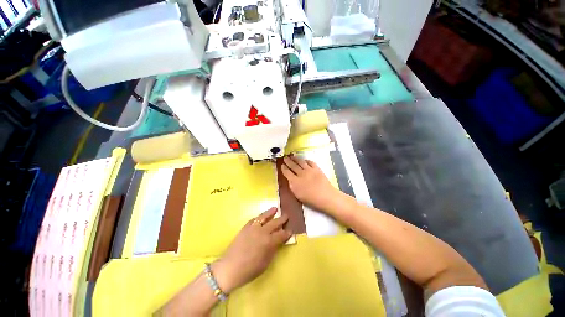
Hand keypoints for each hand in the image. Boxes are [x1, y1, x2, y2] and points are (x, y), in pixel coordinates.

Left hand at [212, 208, 291, 292]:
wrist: (229, 268)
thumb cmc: (249, 270)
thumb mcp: (265, 263)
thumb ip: (273, 250)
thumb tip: (278, 242)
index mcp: (269, 241)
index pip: (281, 235)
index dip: (287, 233)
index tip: (290, 231)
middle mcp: (262, 232)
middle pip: (274, 223)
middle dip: (281, 219)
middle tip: (286, 216)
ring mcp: (253, 228)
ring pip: (263, 217)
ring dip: (270, 212)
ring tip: (275, 208)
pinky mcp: (245, 228)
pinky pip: (253, 220)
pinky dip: (258, 217)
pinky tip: (261, 216)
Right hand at [281, 155, 340, 211]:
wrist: (326, 196)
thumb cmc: (311, 200)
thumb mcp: (298, 195)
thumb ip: (292, 186)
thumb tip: (290, 180)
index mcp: (294, 181)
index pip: (287, 172)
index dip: (284, 168)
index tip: (282, 165)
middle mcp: (300, 174)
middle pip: (293, 165)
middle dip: (288, 161)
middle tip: (285, 158)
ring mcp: (309, 170)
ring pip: (300, 162)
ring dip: (295, 158)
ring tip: (292, 156)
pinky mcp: (316, 168)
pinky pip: (310, 162)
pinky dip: (306, 160)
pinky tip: (304, 160)